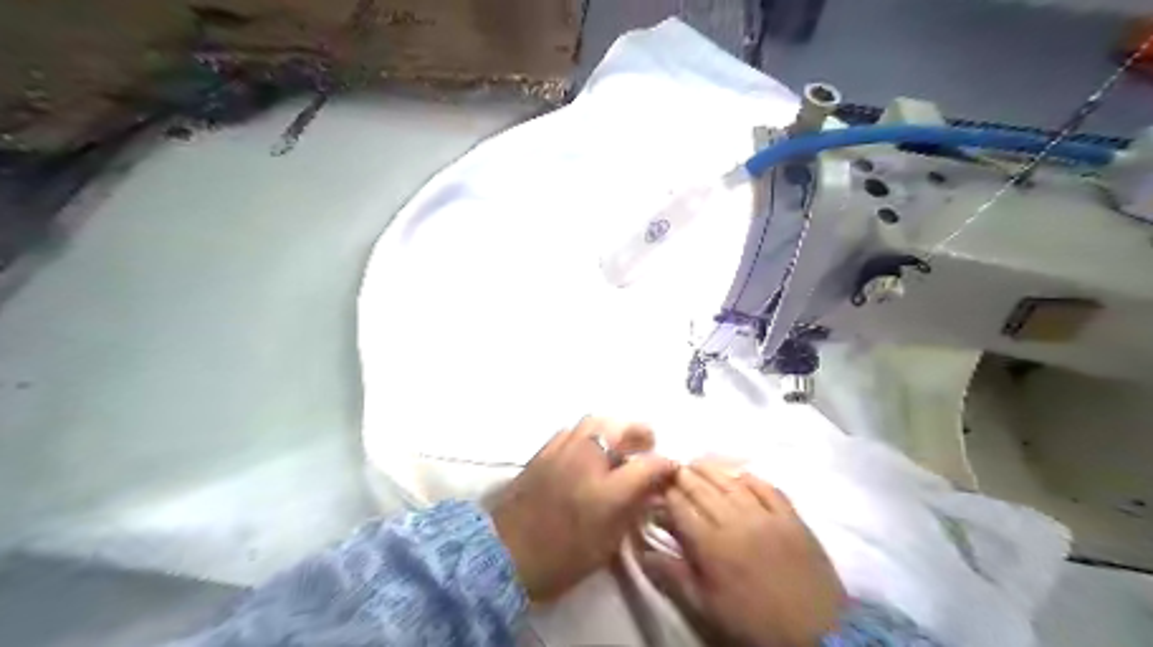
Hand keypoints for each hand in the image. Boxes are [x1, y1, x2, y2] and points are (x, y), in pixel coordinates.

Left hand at [494, 418, 676, 603]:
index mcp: (606, 491)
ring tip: (619, 444)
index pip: (649, 465)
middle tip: (648, 445)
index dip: (666, 465)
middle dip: (641, 433)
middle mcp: (587, 461)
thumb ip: (632, 511)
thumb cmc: (560, 560)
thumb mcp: (606, 544)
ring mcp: (563, 451)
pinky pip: (573, 430)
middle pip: (622, 429)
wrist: (503, 554)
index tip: (672, 470)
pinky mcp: (544, 450)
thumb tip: (651, 490)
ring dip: (614, 429)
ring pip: (596, 421)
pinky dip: (588, 434)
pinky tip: (589, 449)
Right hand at [641, 461, 843, 646]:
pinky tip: (740, 474)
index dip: (665, 493)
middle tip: (672, 469)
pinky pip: (767, 487)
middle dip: (684, 476)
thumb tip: (643, 551)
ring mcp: (766, 515)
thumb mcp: (707, 608)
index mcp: (712, 545)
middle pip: (703, 488)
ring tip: (698, 462)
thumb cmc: (754, 623)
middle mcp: (736, 521)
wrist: (817, 633)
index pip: (681, 507)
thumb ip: (673, 576)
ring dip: (712, 469)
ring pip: (732, 481)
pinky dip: (750, 477)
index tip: (655, 487)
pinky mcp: (792, 517)